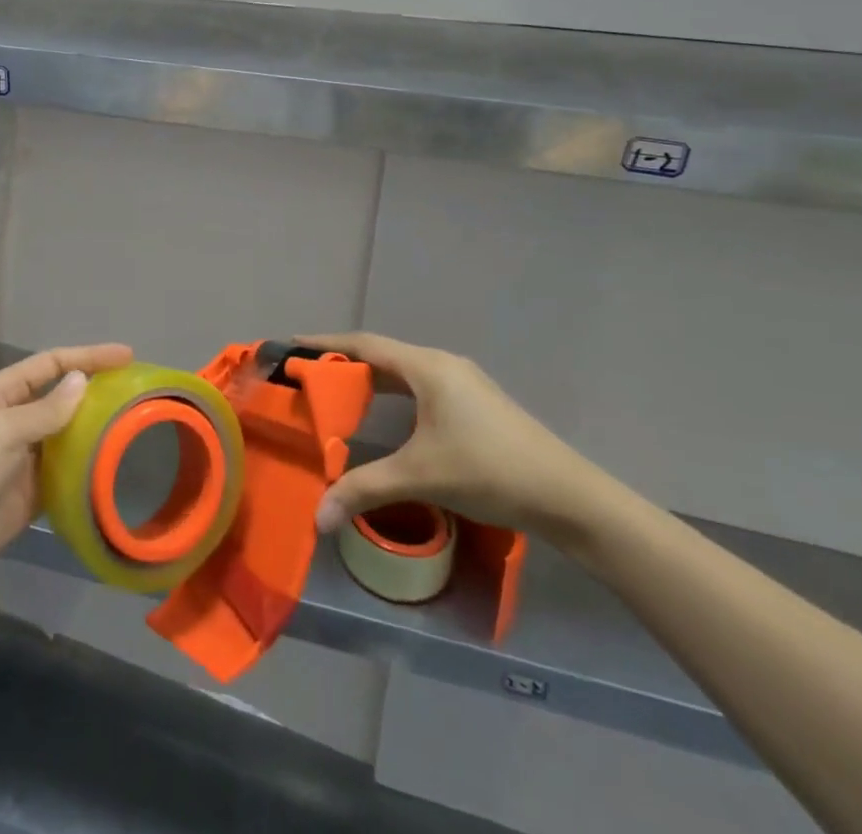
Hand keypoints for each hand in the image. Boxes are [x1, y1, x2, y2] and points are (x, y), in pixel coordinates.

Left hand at [0, 342, 133, 599]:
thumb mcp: (2, 432)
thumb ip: (45, 410)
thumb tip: (82, 380)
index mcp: (1, 392)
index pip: (52, 364)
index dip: (89, 356)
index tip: (128, 355)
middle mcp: (13, 419)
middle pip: (62, 398)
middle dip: (97, 393)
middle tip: (140, 394)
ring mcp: (21, 458)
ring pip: (66, 436)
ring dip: (95, 433)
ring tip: (137, 430)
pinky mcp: (27, 494)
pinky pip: (64, 474)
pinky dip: (86, 471)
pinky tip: (113, 471)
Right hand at [297, 332, 608, 546]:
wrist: (569, 497)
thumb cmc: (489, 471)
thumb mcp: (420, 477)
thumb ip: (364, 489)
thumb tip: (317, 517)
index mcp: (428, 367)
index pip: (364, 344)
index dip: (325, 344)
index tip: (292, 346)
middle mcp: (443, 365)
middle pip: (382, 354)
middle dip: (343, 363)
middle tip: (307, 377)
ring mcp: (463, 383)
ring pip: (403, 372)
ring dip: (370, 380)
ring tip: (337, 394)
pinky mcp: (475, 404)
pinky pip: (420, 387)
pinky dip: (392, 394)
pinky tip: (384, 417)